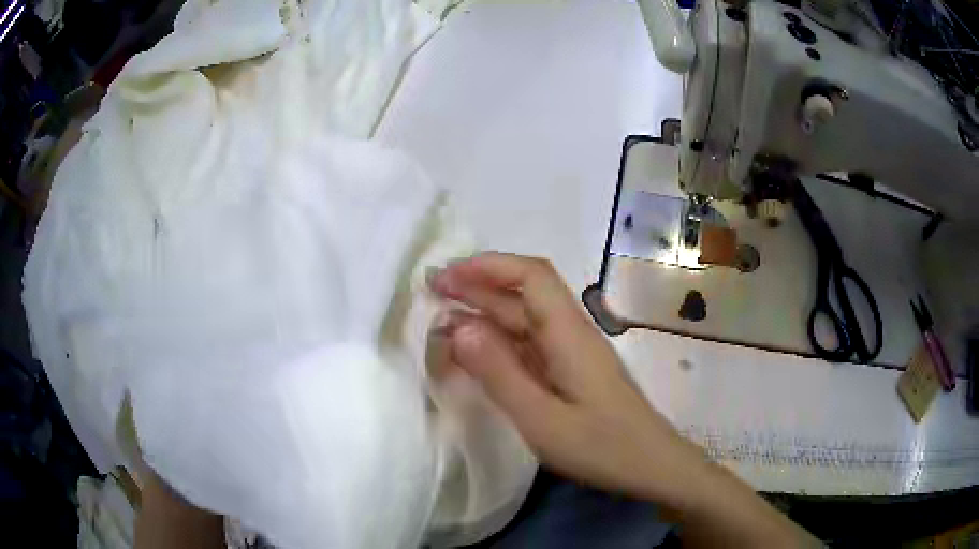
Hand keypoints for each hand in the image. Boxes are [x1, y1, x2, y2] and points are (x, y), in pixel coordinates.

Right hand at [429, 252, 696, 501]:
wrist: (652, 466)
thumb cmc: (602, 447)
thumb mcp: (542, 420)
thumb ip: (499, 374)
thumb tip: (458, 327)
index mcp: (568, 334)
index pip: (530, 275)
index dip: (487, 266)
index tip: (447, 276)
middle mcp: (570, 333)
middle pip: (523, 294)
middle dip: (477, 285)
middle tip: (432, 289)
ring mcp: (572, 353)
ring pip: (524, 319)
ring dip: (485, 312)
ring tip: (443, 316)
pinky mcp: (571, 372)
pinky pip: (529, 345)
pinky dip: (499, 341)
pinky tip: (476, 350)